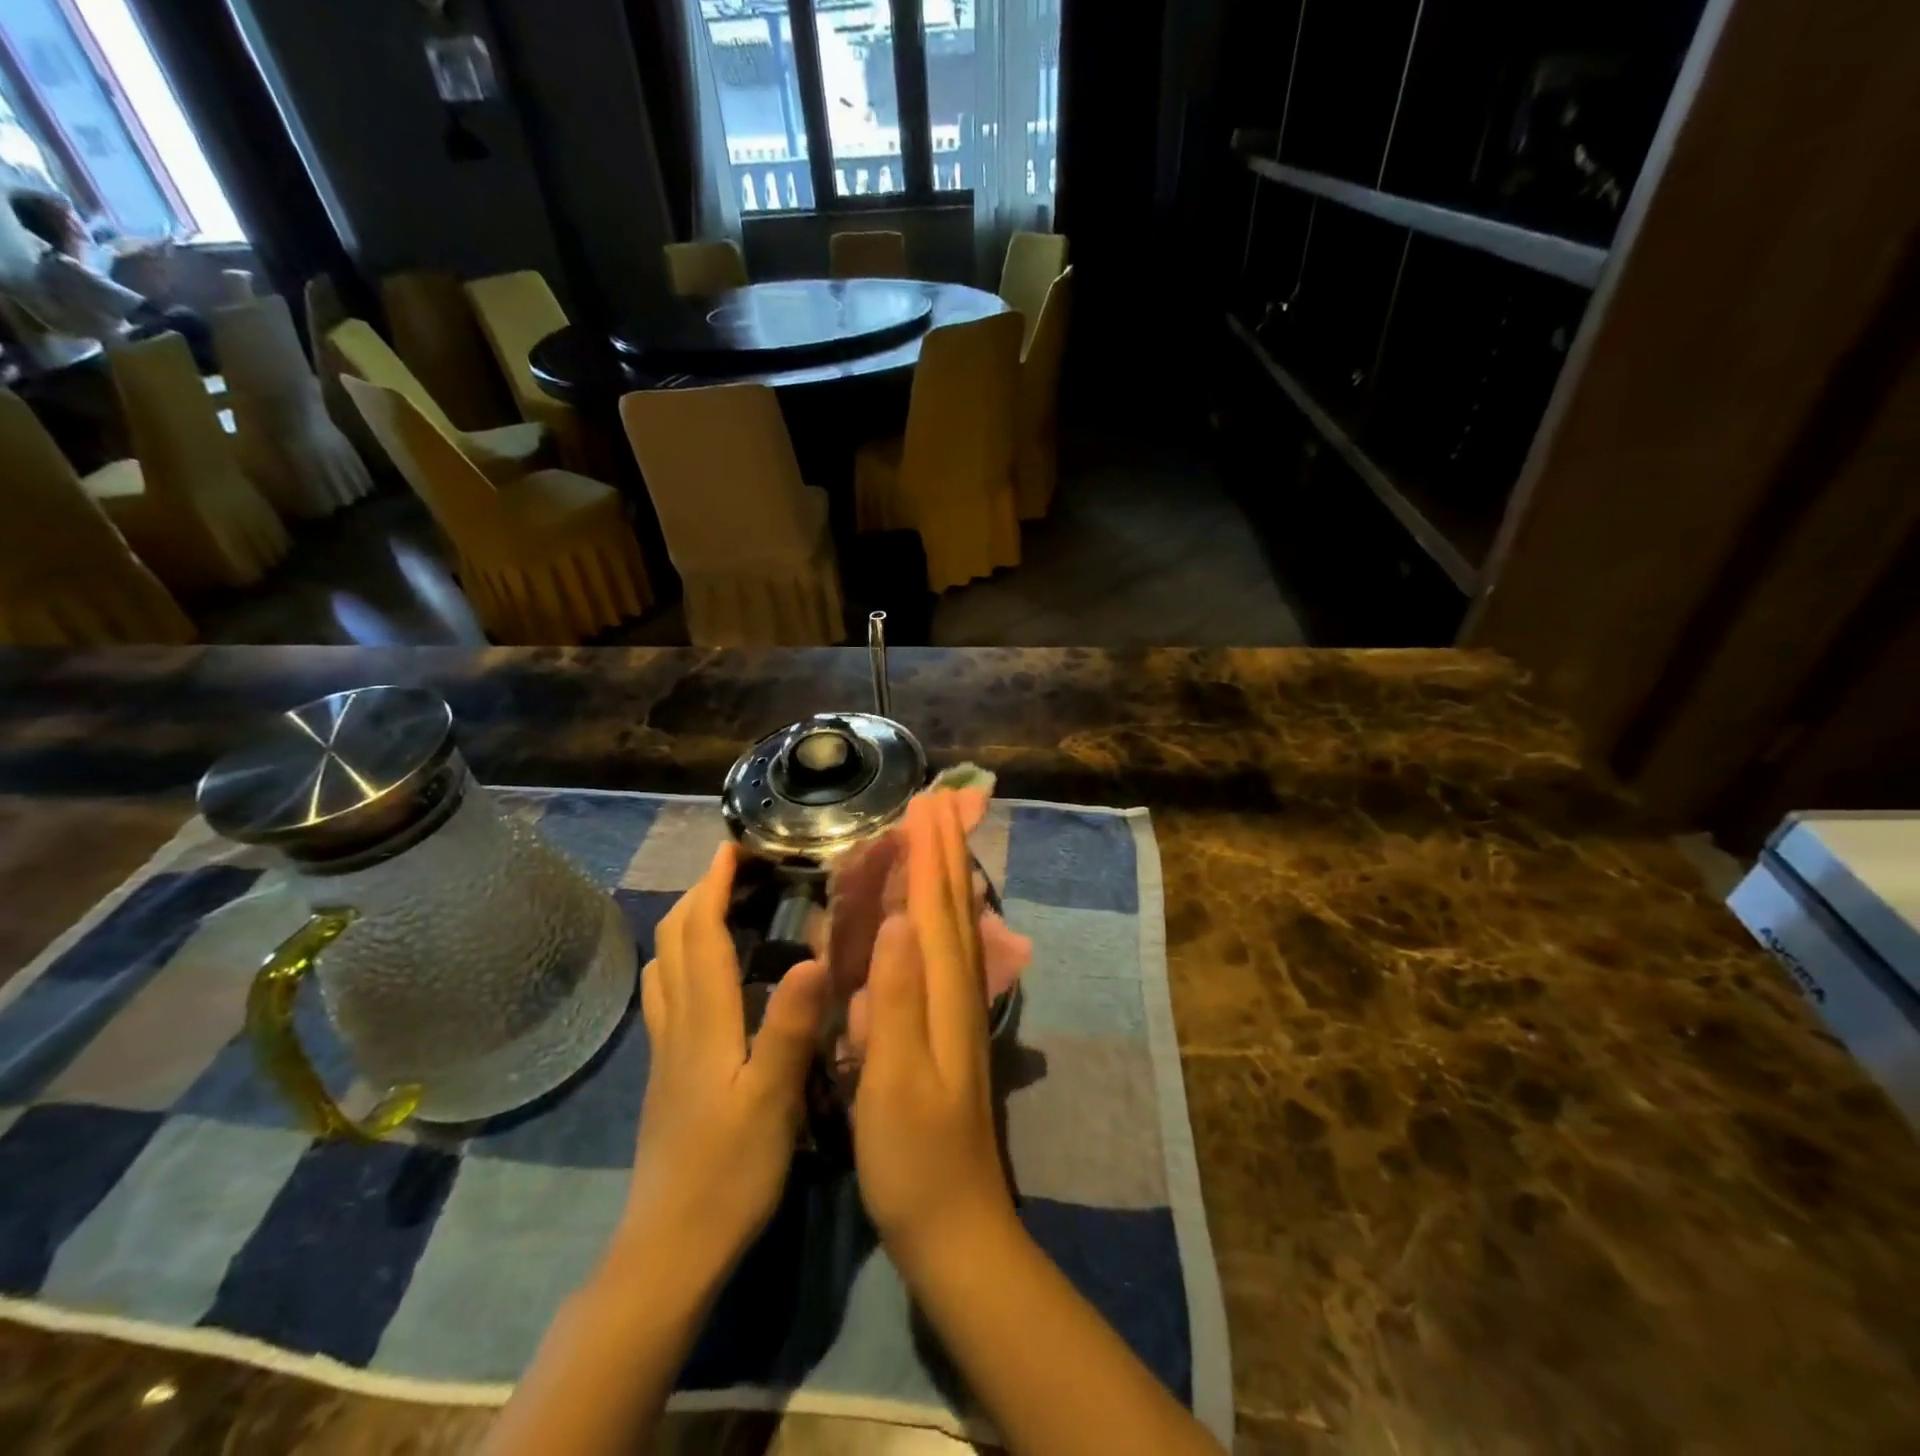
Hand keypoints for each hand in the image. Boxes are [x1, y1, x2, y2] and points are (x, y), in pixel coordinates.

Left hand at [619, 843, 830, 1276]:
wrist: (669, 1249)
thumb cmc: (728, 1173)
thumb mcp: (772, 1100)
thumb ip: (790, 1027)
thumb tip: (813, 956)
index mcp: (705, 1022)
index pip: (703, 935)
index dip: (715, 886)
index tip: (733, 848)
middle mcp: (678, 1024)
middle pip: (675, 941)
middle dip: (699, 894)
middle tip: (734, 869)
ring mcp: (667, 1050)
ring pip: (664, 967)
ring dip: (686, 924)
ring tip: (720, 907)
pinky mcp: (667, 1073)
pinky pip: (667, 995)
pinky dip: (683, 961)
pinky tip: (707, 975)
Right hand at [853, 792, 1016, 1272]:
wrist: (954, 1225)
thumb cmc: (915, 1157)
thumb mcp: (896, 1080)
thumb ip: (898, 999)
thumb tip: (900, 918)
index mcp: (944, 995)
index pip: (939, 907)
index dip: (932, 854)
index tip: (926, 803)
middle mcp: (957, 991)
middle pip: (954, 906)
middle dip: (945, 851)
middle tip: (937, 802)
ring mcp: (956, 1010)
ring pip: (954, 925)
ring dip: (946, 876)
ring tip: (937, 838)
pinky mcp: (947, 1029)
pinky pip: (944, 952)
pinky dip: (939, 917)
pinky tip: (930, 914)